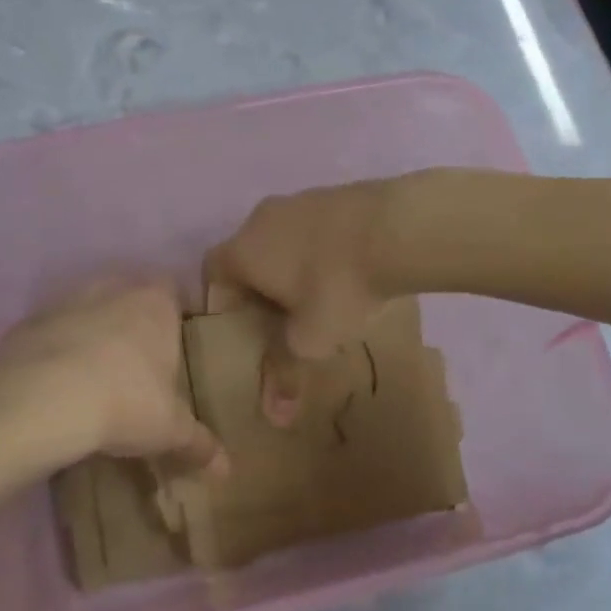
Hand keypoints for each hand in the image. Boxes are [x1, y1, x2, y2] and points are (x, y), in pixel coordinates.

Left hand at [0, 279, 225, 475]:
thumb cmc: (125, 401)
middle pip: (130, 296)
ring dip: (93, 334)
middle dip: (134, 323)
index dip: (176, 314)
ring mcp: (67, 301)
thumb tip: (227, 470)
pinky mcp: (29, 323)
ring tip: (95, 377)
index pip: (174, 290)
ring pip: (88, 310)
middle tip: (138, 366)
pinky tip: (55, 385)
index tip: (176, 345)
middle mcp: (113, 288)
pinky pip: (52, 333)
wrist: (40, 402)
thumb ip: (199, 443)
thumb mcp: (170, 429)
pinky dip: (56, 351)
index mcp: (156, 302)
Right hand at [203, 180, 401, 424]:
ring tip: (322, 297)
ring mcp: (300, 199)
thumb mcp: (310, 339)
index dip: (222, 301)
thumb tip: (275, 418)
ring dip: (294, 266)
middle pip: (248, 254)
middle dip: (261, 287)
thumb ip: (285, 374)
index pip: (213, 273)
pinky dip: (322, 249)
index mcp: (243, 249)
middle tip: (283, 318)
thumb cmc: (337, 287)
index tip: (245, 327)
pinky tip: (350, 271)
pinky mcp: (335, 192)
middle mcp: (261, 218)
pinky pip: (315, 227)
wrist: (397, 228)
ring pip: (283, 239)